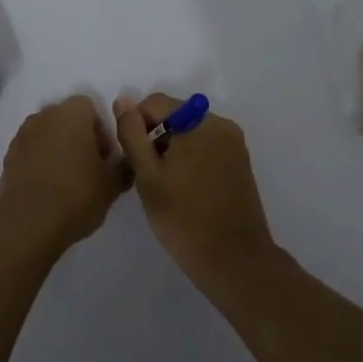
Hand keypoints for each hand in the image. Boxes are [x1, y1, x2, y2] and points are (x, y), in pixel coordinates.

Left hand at [0, 96, 127, 255]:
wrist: (27, 224)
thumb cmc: (76, 195)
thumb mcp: (112, 185)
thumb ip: (123, 167)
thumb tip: (125, 162)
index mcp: (71, 114)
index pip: (90, 107)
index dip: (100, 131)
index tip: (104, 158)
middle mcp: (44, 117)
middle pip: (66, 119)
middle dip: (79, 138)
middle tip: (90, 169)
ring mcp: (22, 136)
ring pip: (47, 135)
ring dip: (58, 150)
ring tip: (68, 182)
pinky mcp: (8, 157)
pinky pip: (31, 152)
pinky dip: (40, 163)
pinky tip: (48, 190)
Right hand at [113, 93, 274, 282]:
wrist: (233, 260)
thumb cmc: (184, 219)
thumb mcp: (148, 177)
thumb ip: (132, 135)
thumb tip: (122, 101)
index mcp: (200, 123)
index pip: (156, 103)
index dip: (136, 125)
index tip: (133, 158)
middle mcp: (222, 125)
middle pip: (175, 116)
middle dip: (156, 137)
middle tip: (148, 176)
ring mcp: (234, 144)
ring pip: (190, 133)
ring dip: (172, 149)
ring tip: (166, 186)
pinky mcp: (240, 162)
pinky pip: (206, 147)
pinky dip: (190, 159)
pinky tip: (184, 189)